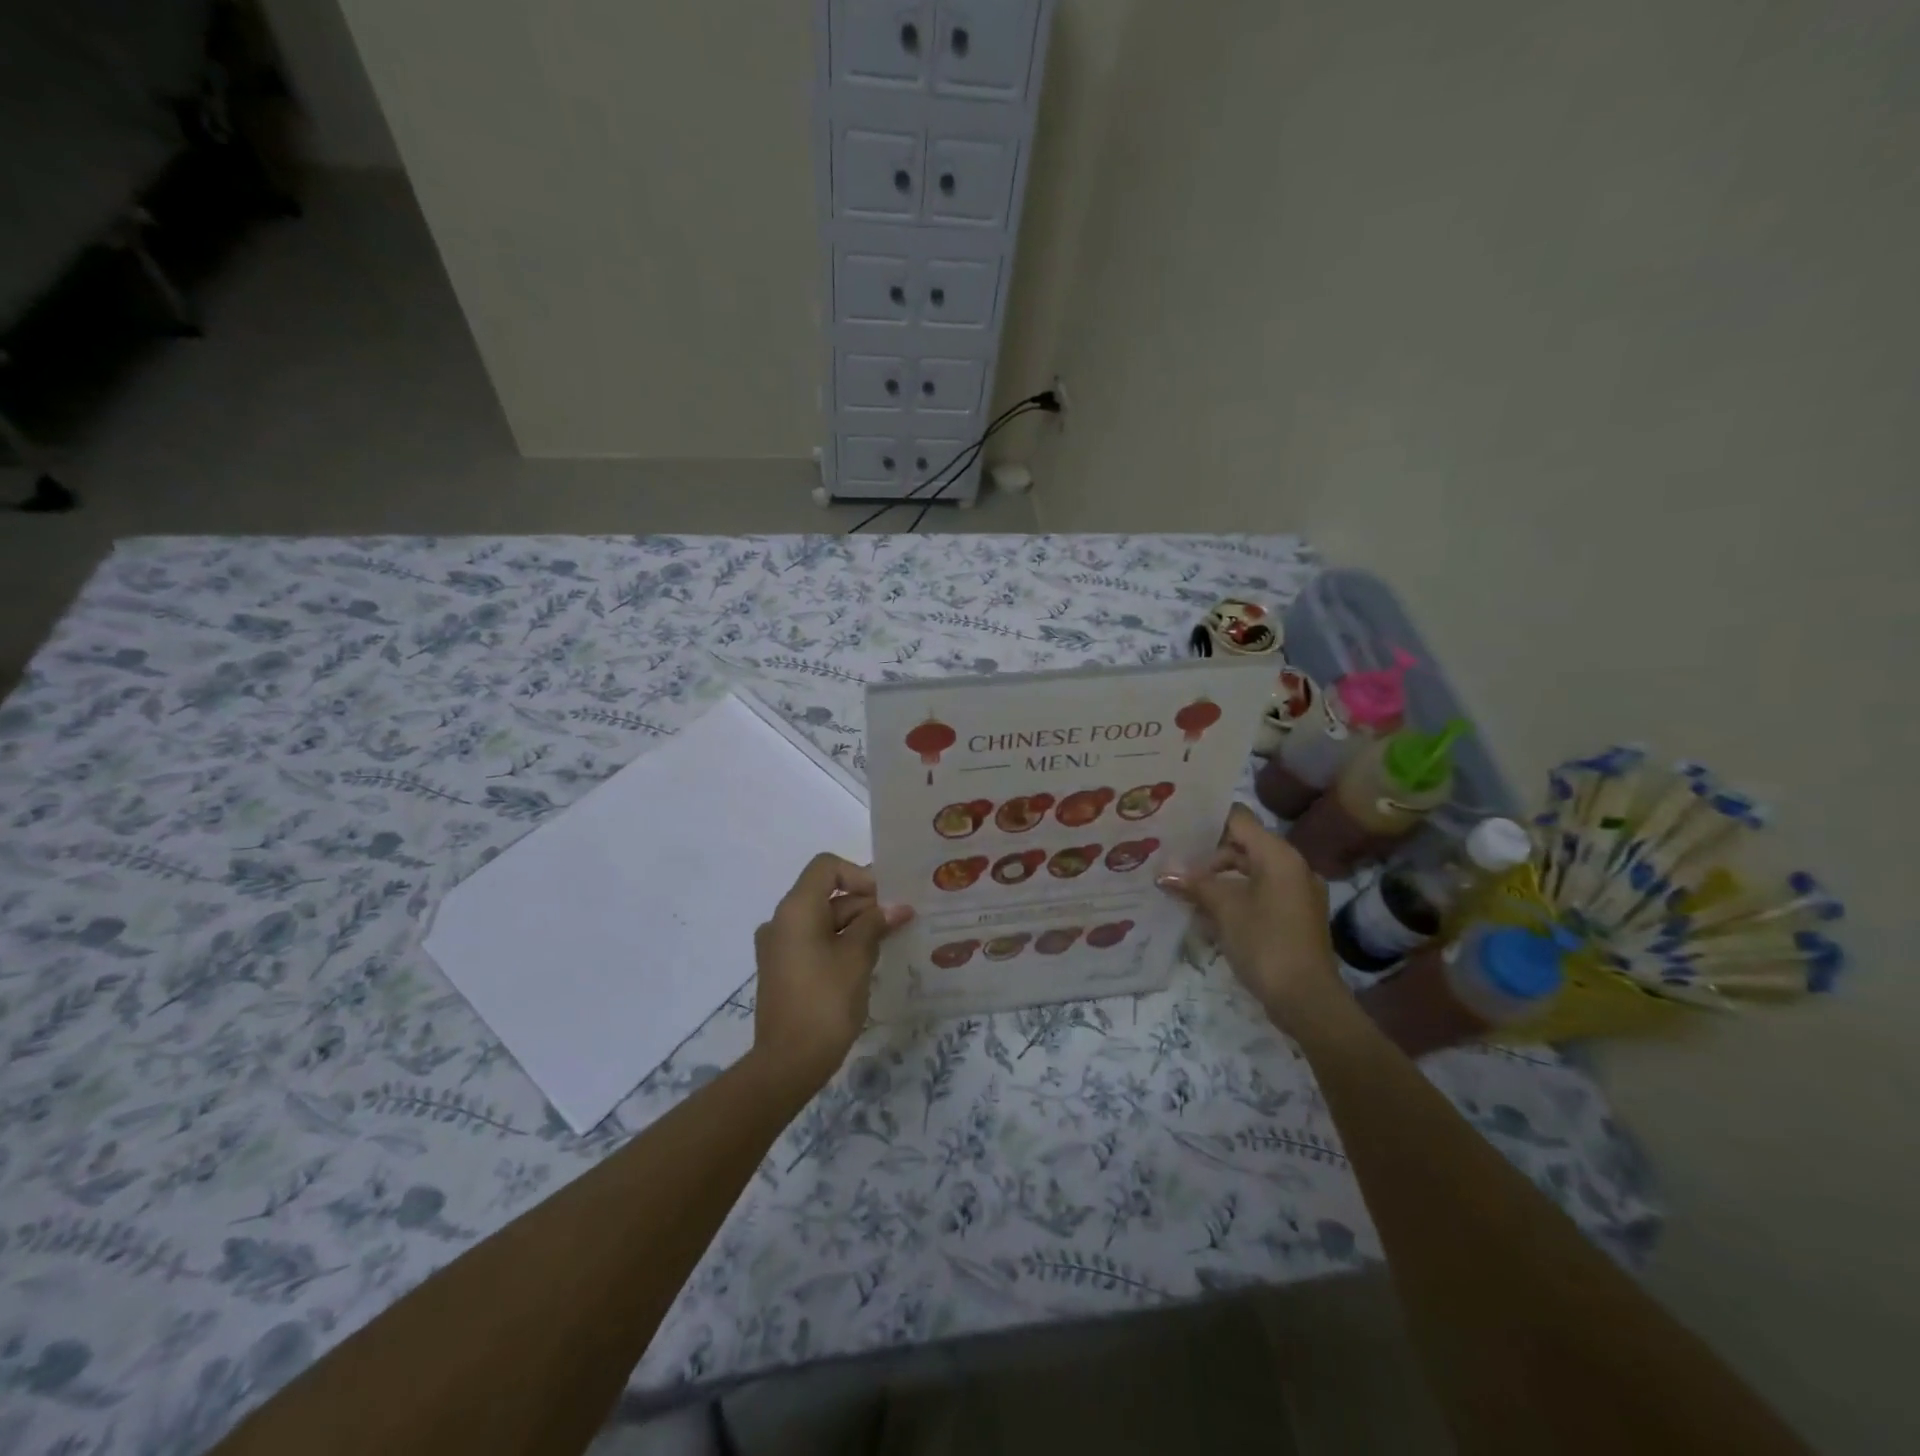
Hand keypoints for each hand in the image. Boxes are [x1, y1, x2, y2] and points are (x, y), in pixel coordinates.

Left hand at [750, 854, 912, 1094]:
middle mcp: (782, 920)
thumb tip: (897, 907)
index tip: (885, 899)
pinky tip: (868, 960)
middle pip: (826, 893)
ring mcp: (779, 946)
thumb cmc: (825, 1001)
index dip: (859, 875)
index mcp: (796, 909)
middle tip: (899, 920)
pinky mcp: (783, 969)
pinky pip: (814, 941)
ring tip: (890, 940)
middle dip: (864, 902)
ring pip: (822, 919)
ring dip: (855, 924)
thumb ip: (876, 924)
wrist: (788, 1063)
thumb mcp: (857, 957)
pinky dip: (840, 942)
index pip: (827, 867)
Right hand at [1158, 805, 1341, 1032]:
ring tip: (1183, 891)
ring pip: (1250, 873)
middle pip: (1243, 847)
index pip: (1239, 820)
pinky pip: (1260, 894)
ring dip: (1218, 881)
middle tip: (1173, 864)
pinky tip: (1206, 914)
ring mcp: (1296, 893)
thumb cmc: (1265, 942)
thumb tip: (1164, 872)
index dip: (1208, 821)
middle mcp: (1292, 867)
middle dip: (1208, 857)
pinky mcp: (1294, 917)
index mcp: (1279, 856)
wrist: (1307, 999)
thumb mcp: (1224, 909)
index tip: (1177, 828)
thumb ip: (1195, 884)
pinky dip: (1235, 898)